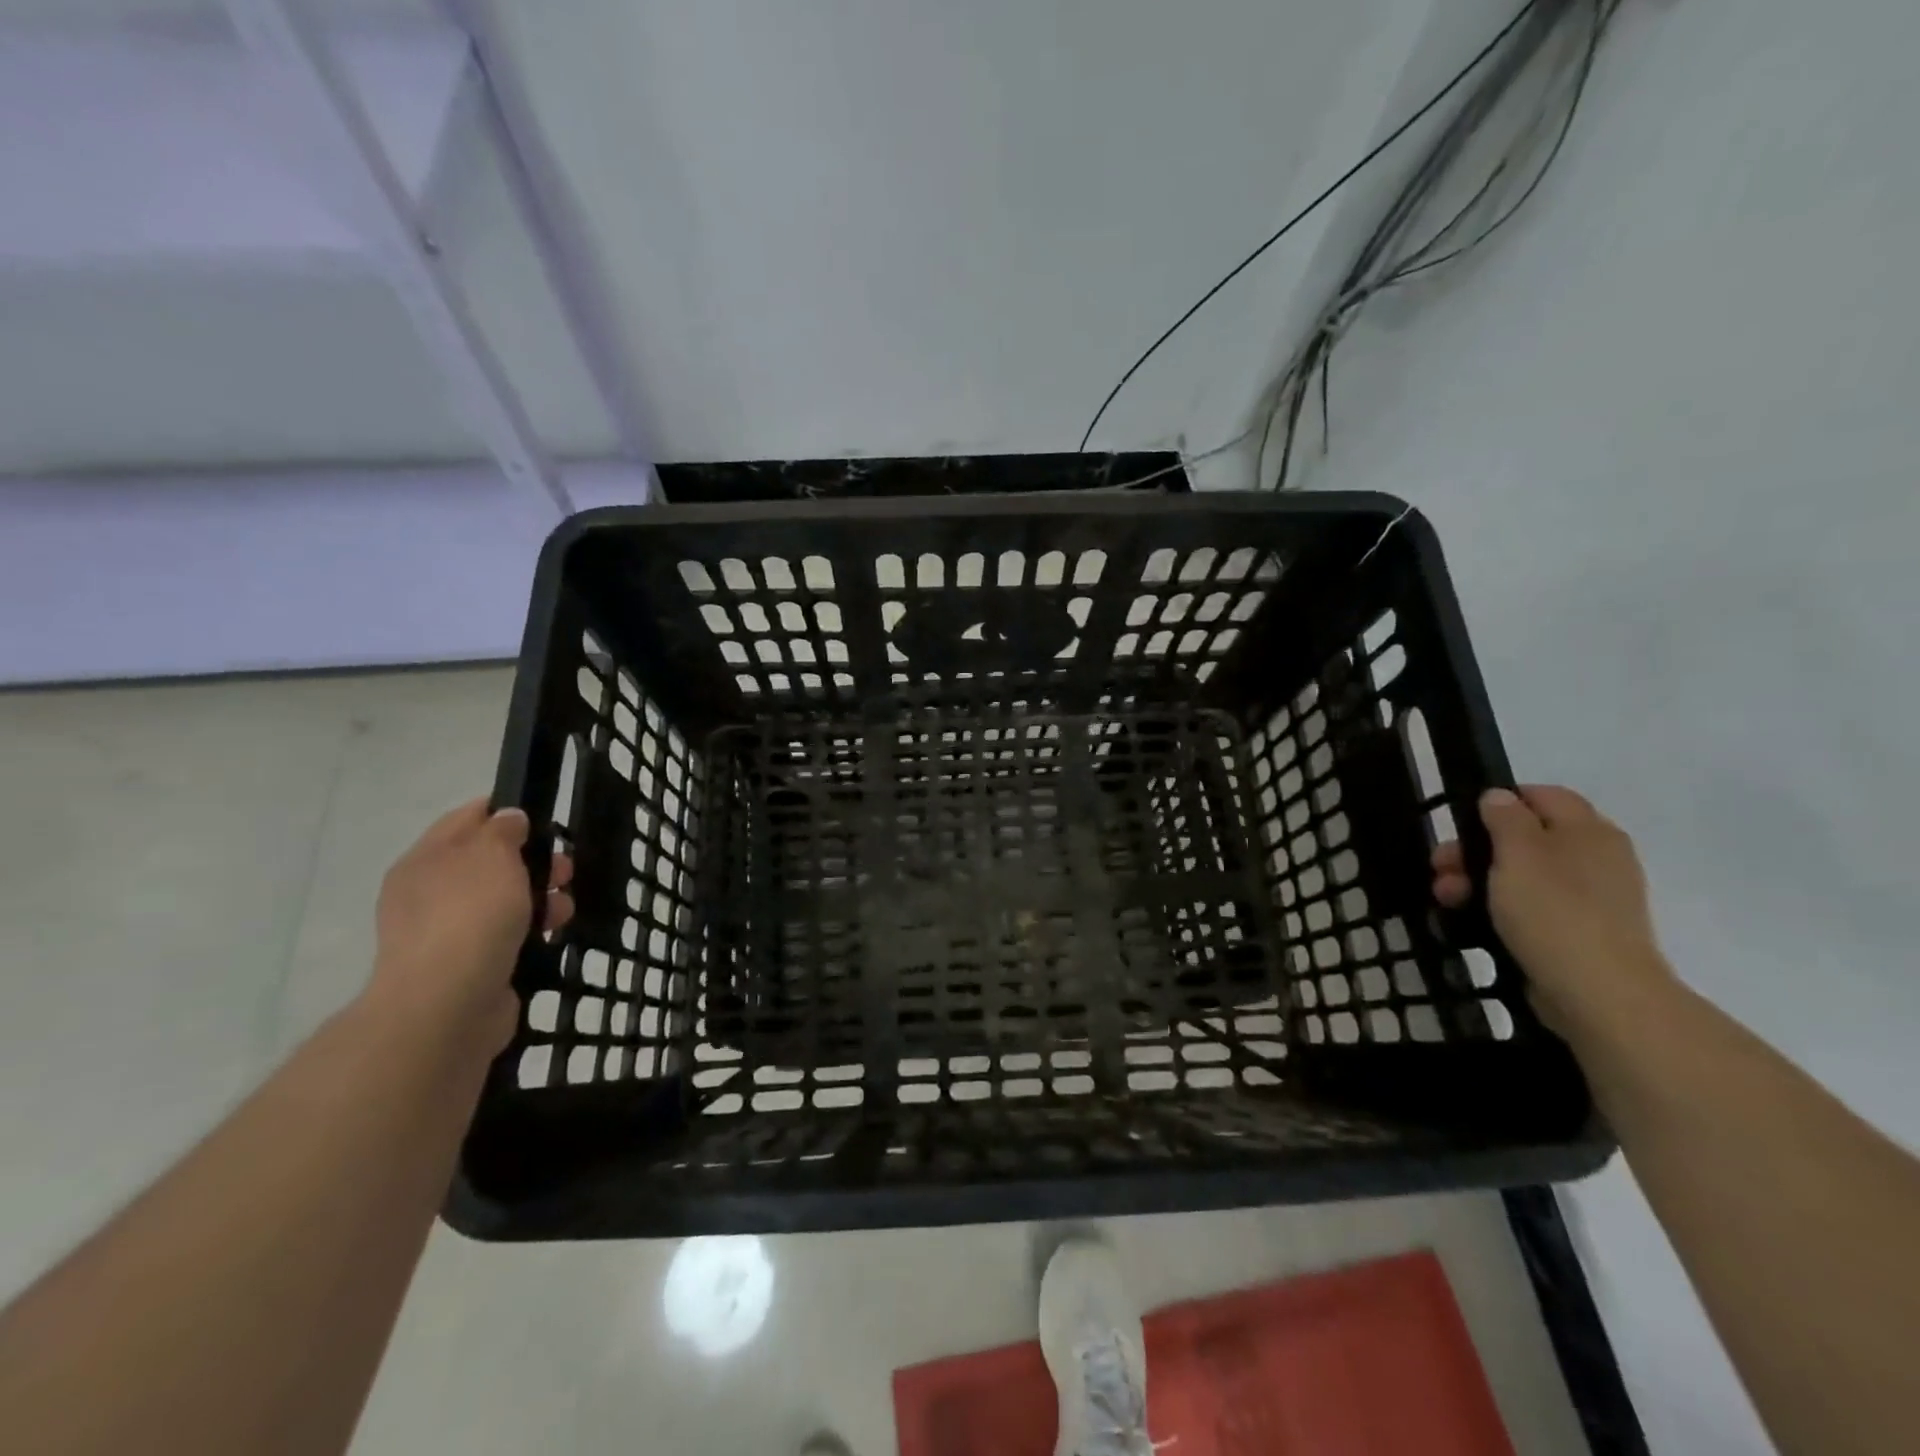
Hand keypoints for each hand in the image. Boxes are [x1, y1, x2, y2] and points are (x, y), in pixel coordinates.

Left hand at [366, 800, 573, 1055]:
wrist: (448, 1005)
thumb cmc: (470, 916)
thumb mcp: (492, 855)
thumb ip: (503, 830)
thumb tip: (508, 819)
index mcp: (425, 860)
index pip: (465, 819)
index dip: (505, 812)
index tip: (544, 818)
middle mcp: (429, 892)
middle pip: (488, 861)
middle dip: (532, 859)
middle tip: (566, 868)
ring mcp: (445, 931)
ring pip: (501, 899)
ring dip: (538, 896)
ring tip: (565, 907)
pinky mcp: (467, 964)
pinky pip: (505, 933)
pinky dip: (530, 929)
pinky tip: (551, 933)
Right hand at [1431, 785, 1673, 1038]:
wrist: (1600, 994)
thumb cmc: (1554, 911)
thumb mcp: (1518, 853)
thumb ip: (1505, 818)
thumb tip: (1499, 796)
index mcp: (1588, 830)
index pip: (1542, 795)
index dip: (1499, 802)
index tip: (1462, 824)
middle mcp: (1596, 857)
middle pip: (1524, 837)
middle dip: (1475, 849)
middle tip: (1442, 868)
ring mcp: (1591, 898)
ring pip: (1522, 874)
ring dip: (1478, 880)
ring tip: (1447, 900)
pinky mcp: (1578, 932)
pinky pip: (1531, 908)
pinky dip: (1499, 909)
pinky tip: (1472, 921)